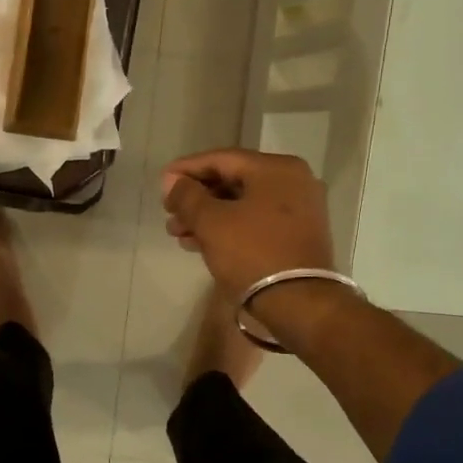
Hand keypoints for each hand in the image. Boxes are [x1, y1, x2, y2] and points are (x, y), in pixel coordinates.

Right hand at [160, 149, 336, 298]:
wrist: (299, 303)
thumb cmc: (252, 254)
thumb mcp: (211, 222)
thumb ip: (187, 196)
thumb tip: (172, 181)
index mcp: (277, 169)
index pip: (222, 159)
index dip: (187, 169)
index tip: (162, 183)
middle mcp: (294, 181)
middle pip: (233, 181)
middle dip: (196, 198)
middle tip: (169, 214)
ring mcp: (300, 209)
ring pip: (242, 204)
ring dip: (208, 216)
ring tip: (178, 233)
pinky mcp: (298, 235)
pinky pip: (256, 222)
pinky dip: (228, 228)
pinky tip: (201, 243)